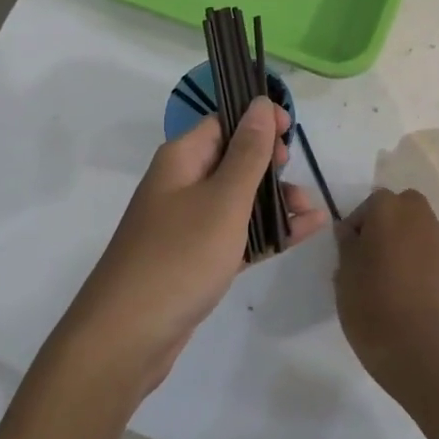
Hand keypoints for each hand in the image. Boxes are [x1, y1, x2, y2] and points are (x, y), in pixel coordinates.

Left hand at [61, 96, 327, 390]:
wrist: (127, 336)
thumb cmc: (179, 256)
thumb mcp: (223, 200)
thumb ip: (248, 153)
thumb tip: (259, 103)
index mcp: (182, 158)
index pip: (224, 122)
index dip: (258, 121)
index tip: (291, 132)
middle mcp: (182, 183)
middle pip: (234, 159)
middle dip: (271, 165)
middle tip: (297, 178)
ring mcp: (187, 223)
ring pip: (239, 199)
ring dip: (275, 202)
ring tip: (311, 213)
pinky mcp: (195, 258)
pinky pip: (237, 234)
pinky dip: (266, 233)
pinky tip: (303, 233)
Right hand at [335, 188, 438, 438]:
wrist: (420, 350)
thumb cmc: (372, 304)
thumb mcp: (344, 273)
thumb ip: (347, 244)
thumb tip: (350, 231)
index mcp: (388, 208)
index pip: (368, 205)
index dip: (356, 227)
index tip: (348, 254)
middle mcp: (419, 215)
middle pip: (399, 209)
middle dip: (385, 225)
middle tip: (368, 257)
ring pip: (416, 229)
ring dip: (403, 242)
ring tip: (386, 276)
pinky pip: (428, 253)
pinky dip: (417, 261)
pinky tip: (404, 289)